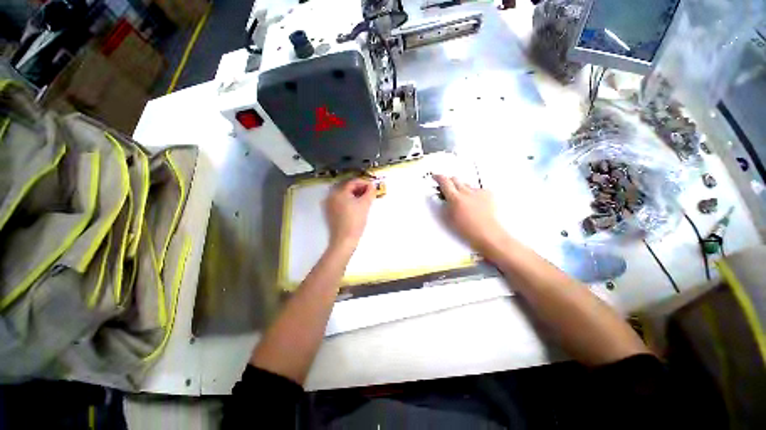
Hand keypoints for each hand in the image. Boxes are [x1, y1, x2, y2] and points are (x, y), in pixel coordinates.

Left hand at [325, 178, 375, 251]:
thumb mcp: (365, 205)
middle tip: (369, 193)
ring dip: (354, 195)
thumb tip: (372, 185)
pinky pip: (340, 201)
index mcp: (339, 192)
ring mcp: (329, 204)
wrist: (344, 240)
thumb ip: (370, 192)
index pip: (353, 182)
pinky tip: (356, 206)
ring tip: (364, 200)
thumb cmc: (355, 221)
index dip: (364, 183)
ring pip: (344, 194)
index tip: (373, 187)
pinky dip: (348, 201)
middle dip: (359, 189)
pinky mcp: (330, 212)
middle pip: (347, 187)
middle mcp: (331, 195)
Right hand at [433, 174, 505, 252]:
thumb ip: (445, 204)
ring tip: (463, 200)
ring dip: (462, 189)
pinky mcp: (488, 193)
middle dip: (449, 182)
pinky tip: (475, 203)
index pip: (444, 182)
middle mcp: (466, 191)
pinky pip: (477, 190)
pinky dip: (474, 194)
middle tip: (447, 189)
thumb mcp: (449, 218)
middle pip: (455, 179)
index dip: (438, 177)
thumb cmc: (465, 229)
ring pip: (466, 184)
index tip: (435, 177)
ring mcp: (478, 191)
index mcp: (455, 198)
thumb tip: (444, 197)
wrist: (487, 233)